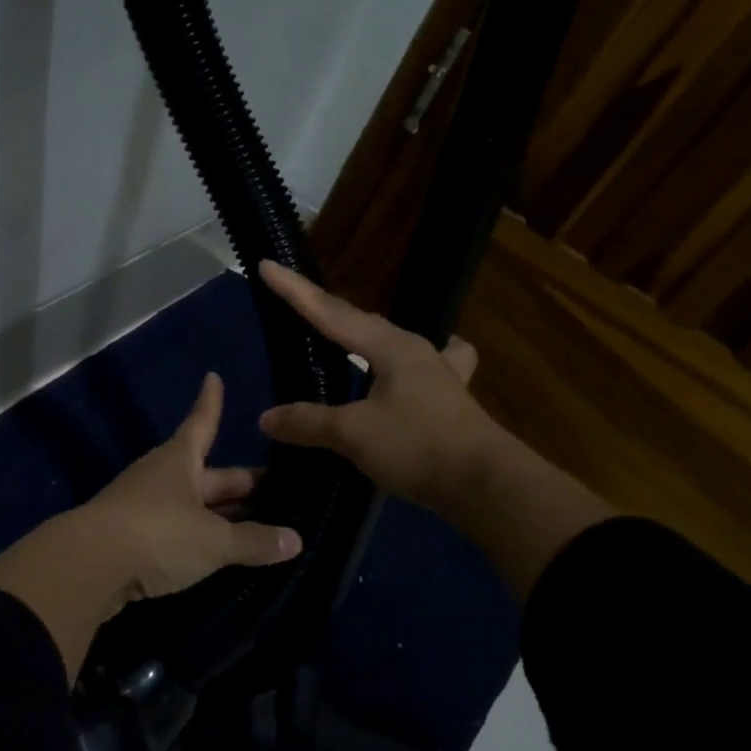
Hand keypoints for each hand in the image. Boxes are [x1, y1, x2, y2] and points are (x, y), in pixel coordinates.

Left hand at [0, 372, 300, 676]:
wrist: (88, 566)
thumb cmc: (157, 534)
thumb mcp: (212, 541)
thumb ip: (253, 541)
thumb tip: (295, 539)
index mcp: (178, 461)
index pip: (202, 423)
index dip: (211, 403)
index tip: (213, 377)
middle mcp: (159, 477)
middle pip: (205, 474)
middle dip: (237, 482)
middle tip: (274, 487)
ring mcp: (141, 507)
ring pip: (191, 506)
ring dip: (219, 514)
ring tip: (255, 524)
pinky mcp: (130, 539)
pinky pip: (176, 532)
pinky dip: (198, 539)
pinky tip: (216, 555)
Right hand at [256, 261, 502, 515]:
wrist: (485, 484)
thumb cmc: (417, 446)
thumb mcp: (354, 434)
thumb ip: (308, 422)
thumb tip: (266, 417)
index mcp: (389, 347)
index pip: (330, 312)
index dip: (295, 291)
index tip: (266, 266)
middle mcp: (414, 349)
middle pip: (359, 320)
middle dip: (323, 309)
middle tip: (293, 300)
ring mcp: (435, 371)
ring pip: (388, 340)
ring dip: (360, 333)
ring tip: (341, 332)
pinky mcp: (446, 397)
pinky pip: (419, 366)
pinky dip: (402, 363)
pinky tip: (409, 368)